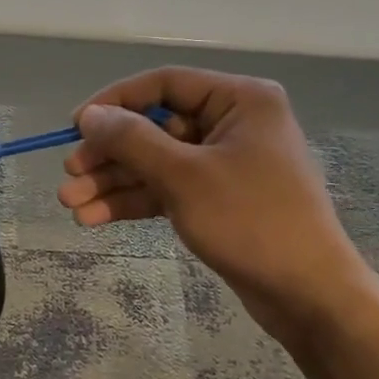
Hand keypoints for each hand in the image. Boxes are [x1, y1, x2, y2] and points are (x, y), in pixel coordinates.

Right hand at [58, 68, 372, 337]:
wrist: (308, 295)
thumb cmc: (251, 221)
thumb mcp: (184, 176)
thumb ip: (132, 140)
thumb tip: (88, 115)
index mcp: (239, 99)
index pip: (163, 84)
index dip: (114, 102)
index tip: (75, 126)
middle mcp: (233, 123)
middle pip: (154, 126)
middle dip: (109, 154)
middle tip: (70, 174)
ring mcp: (224, 163)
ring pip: (155, 161)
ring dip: (113, 182)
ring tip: (71, 204)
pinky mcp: (217, 198)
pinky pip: (166, 188)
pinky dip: (133, 200)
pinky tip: (94, 217)